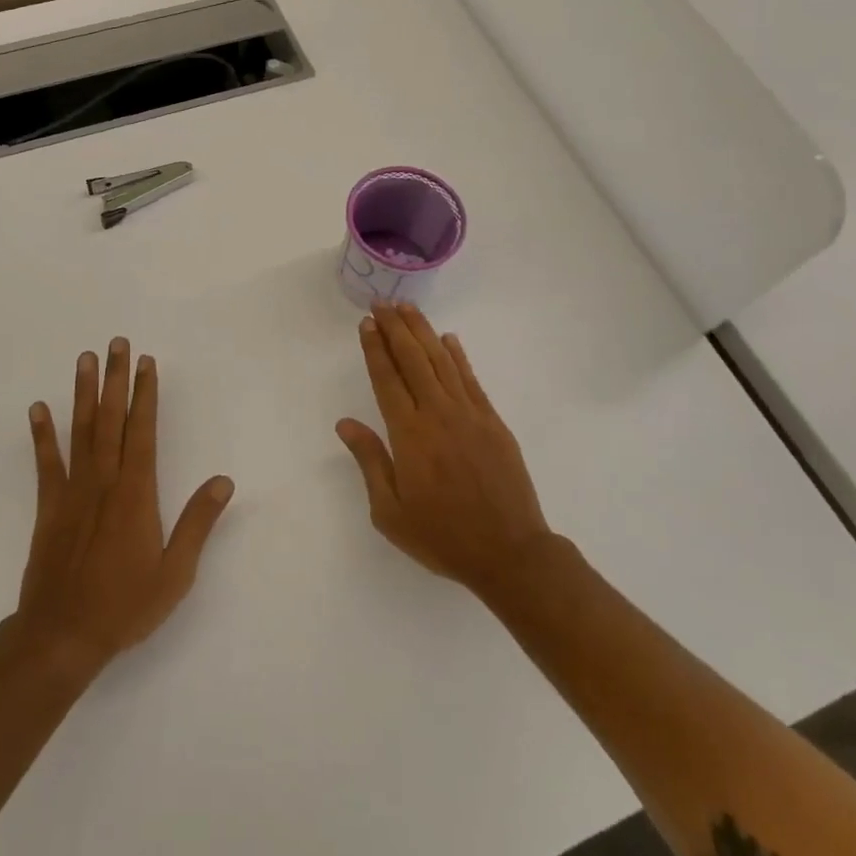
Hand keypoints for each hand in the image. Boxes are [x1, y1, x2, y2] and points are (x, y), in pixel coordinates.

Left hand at [10, 337, 234, 678]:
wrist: (62, 637)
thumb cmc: (125, 605)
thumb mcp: (175, 572)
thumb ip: (198, 523)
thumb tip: (223, 481)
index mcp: (136, 493)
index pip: (143, 431)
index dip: (146, 395)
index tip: (148, 363)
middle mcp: (104, 482)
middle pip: (111, 420)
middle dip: (116, 379)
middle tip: (117, 343)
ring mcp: (73, 492)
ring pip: (81, 431)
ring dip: (84, 393)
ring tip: (85, 359)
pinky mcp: (49, 507)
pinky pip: (46, 463)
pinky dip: (42, 435)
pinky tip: (39, 408)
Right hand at [336, 302, 556, 601]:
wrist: (510, 552)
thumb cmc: (442, 536)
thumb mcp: (391, 512)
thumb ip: (370, 461)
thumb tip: (346, 423)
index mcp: (409, 435)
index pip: (387, 379)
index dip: (375, 349)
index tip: (367, 324)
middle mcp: (438, 414)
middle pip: (413, 360)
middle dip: (395, 329)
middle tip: (382, 304)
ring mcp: (469, 414)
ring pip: (442, 361)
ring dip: (423, 332)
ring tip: (408, 309)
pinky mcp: (493, 421)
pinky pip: (471, 379)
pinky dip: (458, 356)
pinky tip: (449, 339)